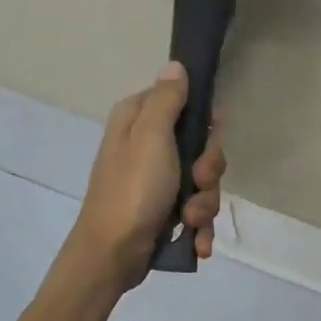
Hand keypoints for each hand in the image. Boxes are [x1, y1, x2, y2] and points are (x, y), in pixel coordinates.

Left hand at [68, 62, 226, 288]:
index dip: (204, 122)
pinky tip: (197, 243)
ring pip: (202, 181)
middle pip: (200, 146)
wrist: (112, 255)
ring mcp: (156, 181)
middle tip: (197, 182)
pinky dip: (199, 227)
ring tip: (190, 219)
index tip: (208, 138)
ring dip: (204, 203)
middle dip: (208, 171)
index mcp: (138, 121)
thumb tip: (175, 64)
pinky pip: (195, 210)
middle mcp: (146, 146)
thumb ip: (167, 100)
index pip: (184, 103)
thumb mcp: (151, 137)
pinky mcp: (163, 211)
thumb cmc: (132, 190)